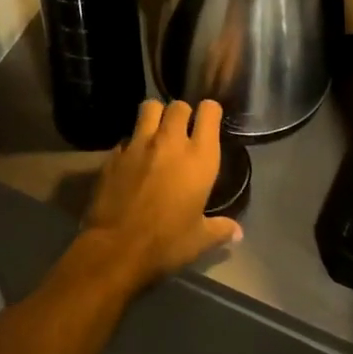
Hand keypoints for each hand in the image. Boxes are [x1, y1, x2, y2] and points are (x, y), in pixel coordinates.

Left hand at [80, 98, 239, 290]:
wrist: (116, 248)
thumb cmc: (166, 243)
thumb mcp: (200, 239)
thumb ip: (220, 229)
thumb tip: (238, 233)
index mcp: (199, 157)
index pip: (209, 112)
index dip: (210, 112)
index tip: (209, 121)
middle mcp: (170, 142)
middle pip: (178, 105)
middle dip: (182, 113)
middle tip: (182, 129)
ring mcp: (139, 144)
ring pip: (149, 108)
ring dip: (155, 115)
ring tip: (156, 132)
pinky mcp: (114, 154)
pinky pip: (126, 137)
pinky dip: (132, 143)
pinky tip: (133, 160)